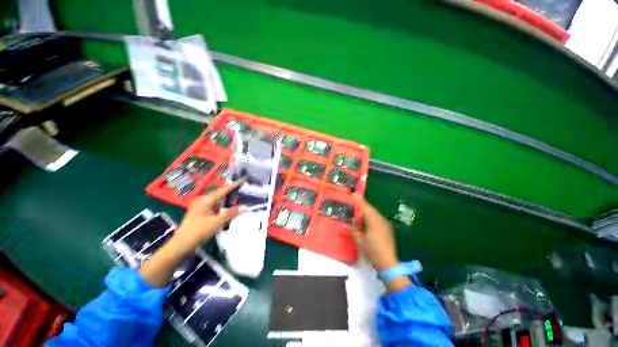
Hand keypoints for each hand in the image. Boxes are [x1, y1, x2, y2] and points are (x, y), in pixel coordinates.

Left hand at [173, 180, 243, 250]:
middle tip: (241, 188)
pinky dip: (221, 204)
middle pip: (219, 193)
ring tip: (236, 196)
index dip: (233, 185)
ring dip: (226, 198)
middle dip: (230, 191)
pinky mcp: (199, 211)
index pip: (222, 190)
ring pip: (216, 199)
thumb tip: (245, 207)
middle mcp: (202, 200)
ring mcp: (200, 205)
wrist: (181, 244)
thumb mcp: (217, 223)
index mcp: (206, 200)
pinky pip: (213, 204)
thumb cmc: (199, 232)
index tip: (242, 180)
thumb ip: (231, 214)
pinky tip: (226, 206)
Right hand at [349, 200, 411, 290]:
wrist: (389, 263)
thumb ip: (353, 230)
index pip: (365, 207)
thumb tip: (346, 224)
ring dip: (365, 212)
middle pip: (370, 209)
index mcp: (374, 221)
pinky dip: (370, 217)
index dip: (358, 201)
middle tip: (352, 204)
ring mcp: (385, 223)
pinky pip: (377, 218)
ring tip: (357, 213)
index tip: (352, 194)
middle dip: (361, 205)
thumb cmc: (373, 252)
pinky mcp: (387, 228)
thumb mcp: (360, 241)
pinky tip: (365, 222)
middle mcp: (381, 219)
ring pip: (374, 213)